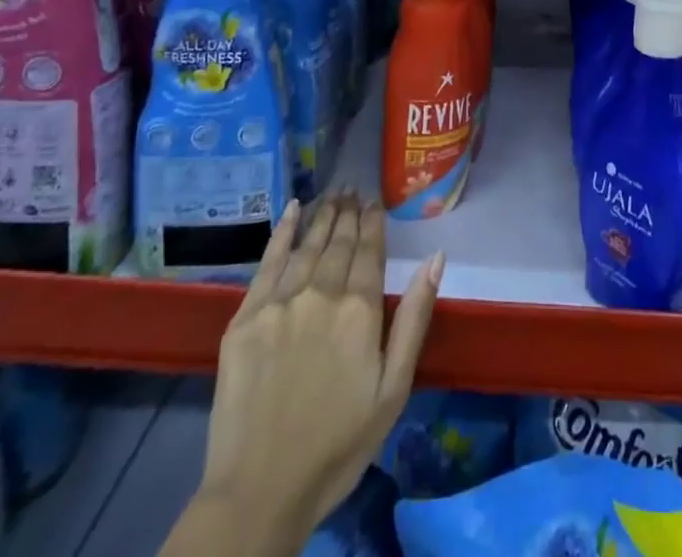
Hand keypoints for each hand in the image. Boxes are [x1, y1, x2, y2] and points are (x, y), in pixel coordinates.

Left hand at [195, 195, 443, 546]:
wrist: (259, 491)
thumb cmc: (338, 445)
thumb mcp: (393, 389)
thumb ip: (415, 318)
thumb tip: (436, 258)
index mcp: (359, 310)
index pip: (370, 251)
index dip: (373, 223)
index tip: (375, 202)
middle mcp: (321, 293)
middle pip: (339, 243)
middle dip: (349, 214)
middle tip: (353, 189)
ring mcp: (279, 302)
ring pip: (308, 245)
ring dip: (323, 217)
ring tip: (333, 195)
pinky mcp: (245, 317)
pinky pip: (268, 262)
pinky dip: (282, 232)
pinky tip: (293, 210)